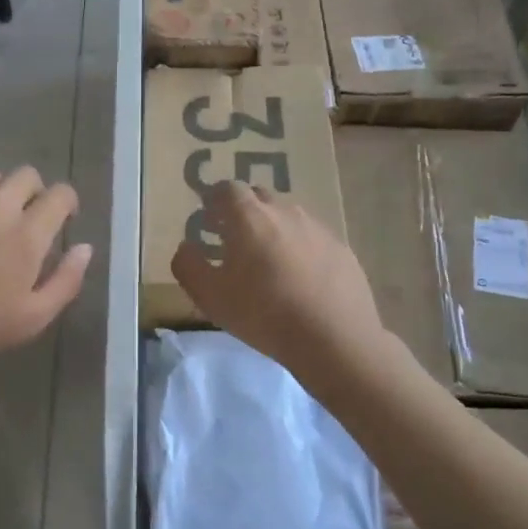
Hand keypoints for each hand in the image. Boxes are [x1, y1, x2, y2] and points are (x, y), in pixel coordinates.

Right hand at [171, 181, 386, 383]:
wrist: (334, 339)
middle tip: (234, 239)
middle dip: (243, 211)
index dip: (214, 200)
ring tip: (267, 261)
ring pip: (288, 216)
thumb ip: (188, 265)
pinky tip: (299, 278)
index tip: (208, 219)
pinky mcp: (341, 248)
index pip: (227, 189)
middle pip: (259, 197)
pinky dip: (300, 247)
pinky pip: (312, 237)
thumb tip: (186, 247)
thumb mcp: (210, 297)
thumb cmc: (263, 314)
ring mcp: (318, 228)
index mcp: (250, 218)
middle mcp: (285, 212)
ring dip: (273, 228)